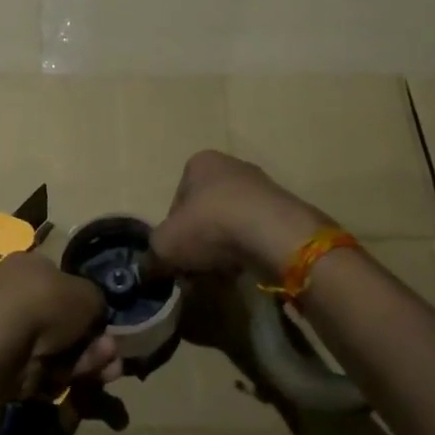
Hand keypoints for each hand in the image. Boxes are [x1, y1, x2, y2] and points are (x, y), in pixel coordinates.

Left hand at [0, 251, 120, 399]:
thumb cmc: (42, 305)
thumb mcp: (86, 294)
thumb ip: (96, 301)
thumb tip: (94, 312)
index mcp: (29, 266)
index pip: (64, 281)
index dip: (88, 305)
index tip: (107, 324)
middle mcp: (15, 295)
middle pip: (64, 321)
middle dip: (94, 340)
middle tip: (112, 354)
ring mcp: (7, 332)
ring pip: (58, 349)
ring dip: (86, 361)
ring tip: (108, 372)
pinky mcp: (3, 366)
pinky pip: (41, 371)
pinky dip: (62, 378)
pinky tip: (77, 382)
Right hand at [149, 150, 331, 278]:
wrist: (274, 234)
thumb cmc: (210, 226)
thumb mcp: (165, 245)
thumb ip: (152, 255)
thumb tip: (148, 269)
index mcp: (199, 163)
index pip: (177, 201)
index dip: (173, 231)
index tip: (176, 255)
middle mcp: (231, 166)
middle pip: (206, 211)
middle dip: (200, 239)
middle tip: (197, 266)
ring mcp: (263, 186)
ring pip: (232, 223)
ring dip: (225, 246)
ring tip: (223, 272)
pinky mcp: (285, 209)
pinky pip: (257, 233)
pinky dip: (249, 250)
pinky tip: (247, 268)